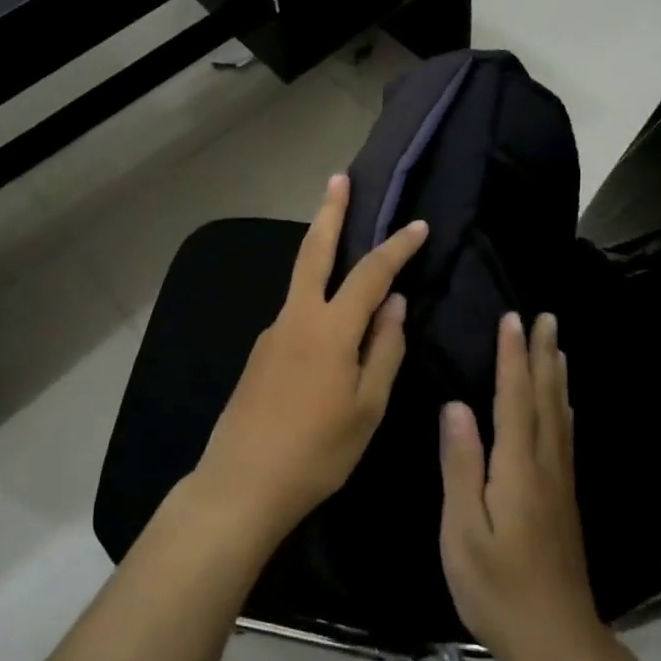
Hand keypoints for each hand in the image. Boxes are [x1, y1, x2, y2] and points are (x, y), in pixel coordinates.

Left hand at [192, 174, 427, 542]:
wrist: (242, 482)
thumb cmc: (316, 451)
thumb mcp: (366, 407)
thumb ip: (383, 349)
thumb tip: (395, 304)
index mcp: (329, 328)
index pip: (370, 274)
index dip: (397, 247)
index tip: (418, 225)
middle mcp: (296, 318)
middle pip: (314, 252)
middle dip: (329, 213)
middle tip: (337, 178)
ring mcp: (272, 333)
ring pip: (301, 281)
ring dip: (319, 250)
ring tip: (340, 235)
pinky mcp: (260, 353)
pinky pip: (296, 313)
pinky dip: (315, 298)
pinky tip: (328, 320)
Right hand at [438, 311, 607, 660]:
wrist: (558, 644)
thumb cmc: (498, 589)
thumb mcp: (463, 530)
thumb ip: (460, 465)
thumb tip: (456, 406)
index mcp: (517, 468)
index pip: (514, 399)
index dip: (512, 357)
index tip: (512, 318)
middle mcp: (545, 466)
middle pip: (545, 399)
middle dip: (543, 356)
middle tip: (546, 317)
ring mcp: (560, 485)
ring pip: (560, 416)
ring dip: (557, 376)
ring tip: (558, 347)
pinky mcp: (564, 502)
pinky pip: (565, 438)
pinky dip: (564, 410)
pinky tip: (565, 406)